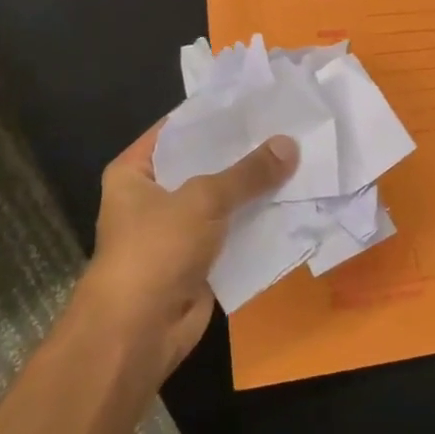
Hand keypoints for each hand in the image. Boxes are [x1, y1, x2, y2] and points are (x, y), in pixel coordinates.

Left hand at [81, 126, 297, 372]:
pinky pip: (233, 231)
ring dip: (255, 188)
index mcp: (134, 171)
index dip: (217, 114)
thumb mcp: (203, 199)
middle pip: (204, 163)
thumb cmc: (155, 250)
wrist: (137, 334)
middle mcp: (152, 196)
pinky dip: (257, 221)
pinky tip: (293, 200)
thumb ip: (248, 172)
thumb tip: (290, 144)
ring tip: (299, 157)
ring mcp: (176, 230)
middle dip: (243, 151)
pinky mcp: (198, 259)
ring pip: (223, 199)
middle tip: (288, 126)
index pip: (180, 128)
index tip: (258, 98)